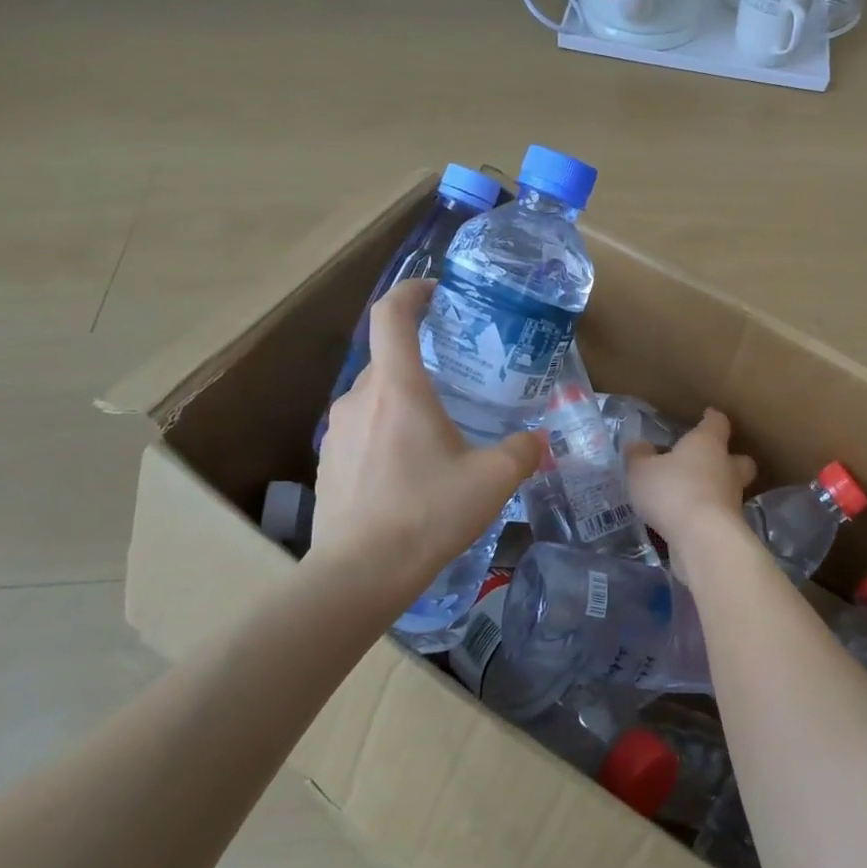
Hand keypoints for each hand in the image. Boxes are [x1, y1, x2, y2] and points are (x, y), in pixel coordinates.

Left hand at [313, 280, 542, 593]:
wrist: (358, 575)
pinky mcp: (328, 463)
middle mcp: (360, 399)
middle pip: (388, 359)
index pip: (391, 314)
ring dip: (405, 401)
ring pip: (375, 397)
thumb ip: (522, 451)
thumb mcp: (492, 480)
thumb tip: (538, 440)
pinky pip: (362, 430)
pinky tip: (411, 470)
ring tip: (438, 429)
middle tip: (457, 378)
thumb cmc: (427, 513)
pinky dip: (387, 433)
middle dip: (422, 359)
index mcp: (398, 388)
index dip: (412, 291)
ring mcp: (337, 431)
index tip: (437, 292)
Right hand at [625, 408, 757, 573]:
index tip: (707, 416)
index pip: (717, 423)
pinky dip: (708, 517)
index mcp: (708, 443)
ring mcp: (733, 500)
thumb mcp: (641, 471)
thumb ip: (638, 456)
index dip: (712, 419)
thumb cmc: (673, 491)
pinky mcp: (731, 529)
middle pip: (739, 459)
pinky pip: (719, 516)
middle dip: (729, 459)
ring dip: (716, 492)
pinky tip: (689, 522)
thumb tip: (637, 444)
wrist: (703, 540)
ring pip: (731, 489)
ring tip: (692, 497)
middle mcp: (726, 468)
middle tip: (711, 462)